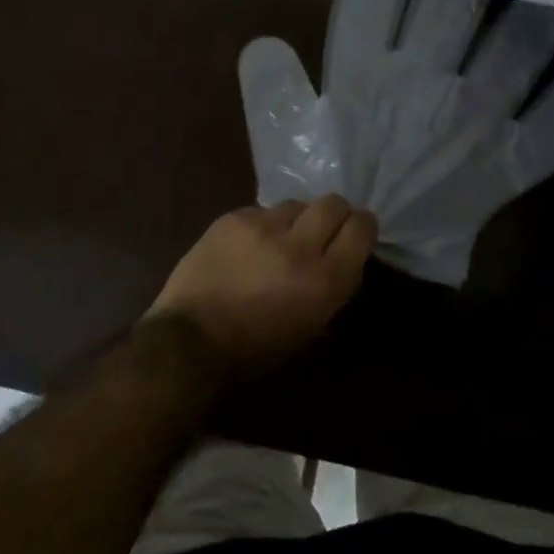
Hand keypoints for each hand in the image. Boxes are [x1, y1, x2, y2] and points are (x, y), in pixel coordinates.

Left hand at [147, 196, 375, 372]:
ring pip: (296, 204)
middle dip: (334, 214)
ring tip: (281, 240)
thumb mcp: (310, 328)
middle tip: (323, 230)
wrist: (191, 340)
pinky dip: (263, 225)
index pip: (361, 228)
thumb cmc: (255, 349)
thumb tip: (345, 257)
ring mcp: (263, 226)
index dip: (362, 226)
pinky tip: (249, 246)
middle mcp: (299, 246)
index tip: (357, 230)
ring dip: (296, 220)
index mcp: (324, 281)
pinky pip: (262, 211)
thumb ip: (334, 286)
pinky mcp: (234, 217)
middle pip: (332, 204)